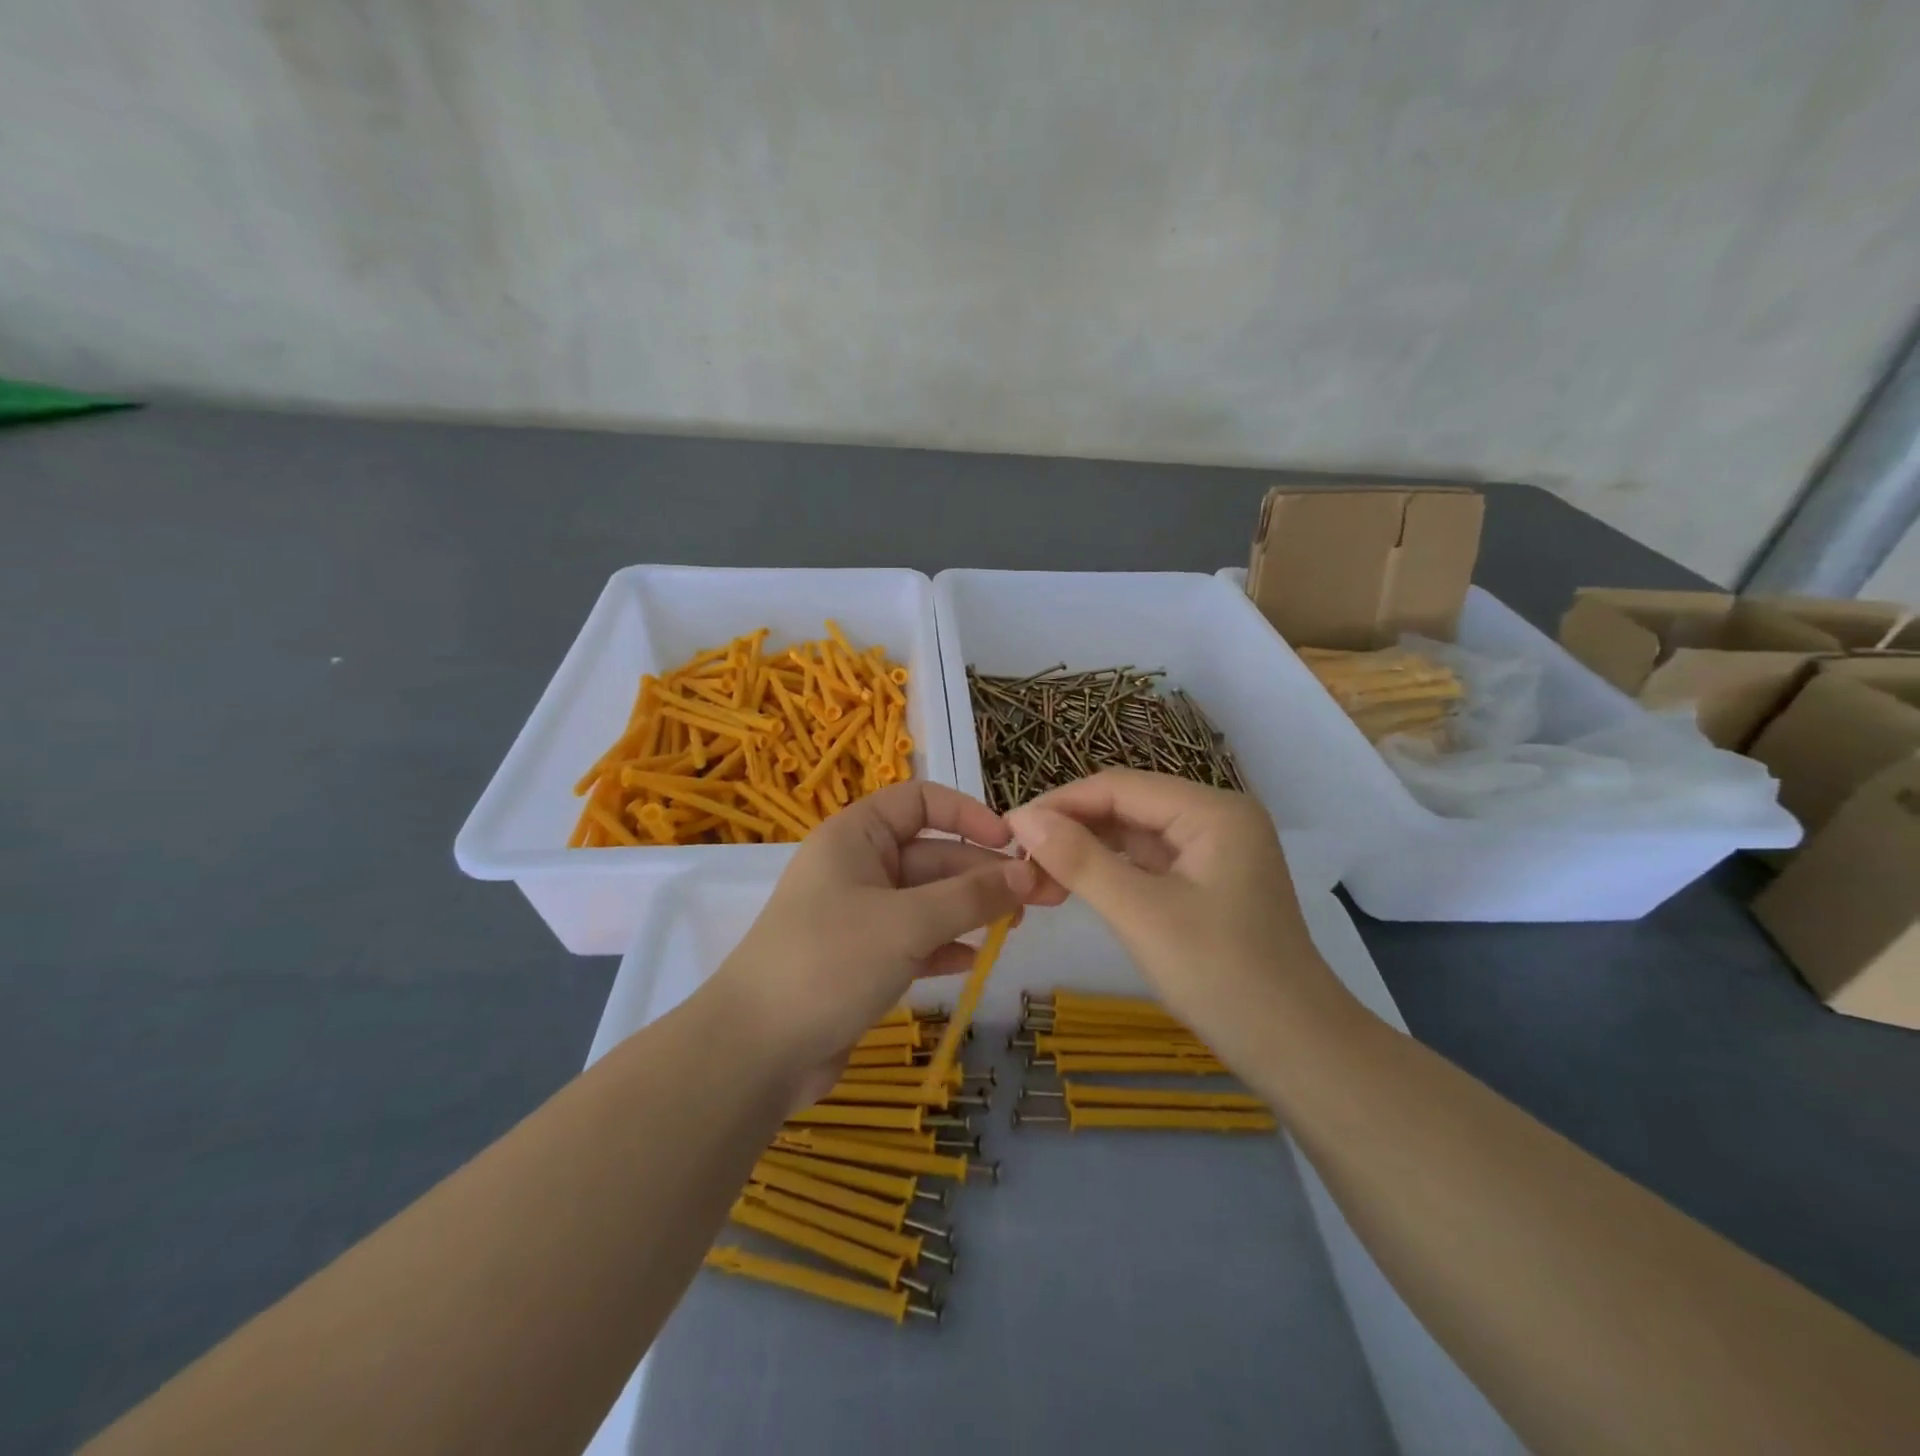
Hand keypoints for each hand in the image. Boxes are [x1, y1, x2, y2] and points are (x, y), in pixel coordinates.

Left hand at [708, 782, 1060, 1098]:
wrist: (755, 1052)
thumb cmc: (830, 962)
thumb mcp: (907, 923)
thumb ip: (971, 896)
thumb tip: (1027, 873)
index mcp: (856, 836)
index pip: (919, 801)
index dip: (967, 814)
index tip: (1010, 842)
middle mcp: (858, 867)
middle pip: (932, 854)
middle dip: (983, 872)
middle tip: (1040, 896)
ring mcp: (860, 916)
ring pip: (928, 900)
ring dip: (971, 910)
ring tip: (1017, 927)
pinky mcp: (863, 960)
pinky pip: (915, 940)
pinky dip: (945, 945)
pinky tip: (975, 960)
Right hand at [1006, 769, 1352, 1068]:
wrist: (1296, 1050)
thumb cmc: (1222, 976)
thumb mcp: (1141, 914)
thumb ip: (1080, 860)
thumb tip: (1022, 817)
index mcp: (1212, 810)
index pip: (1120, 787)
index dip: (1061, 803)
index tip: (1008, 828)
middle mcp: (1215, 818)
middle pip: (1127, 806)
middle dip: (1072, 828)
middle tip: (1018, 858)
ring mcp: (1214, 850)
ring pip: (1134, 834)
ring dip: (1087, 850)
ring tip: (1036, 873)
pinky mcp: (1207, 881)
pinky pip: (1148, 861)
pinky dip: (1110, 871)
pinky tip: (1075, 884)